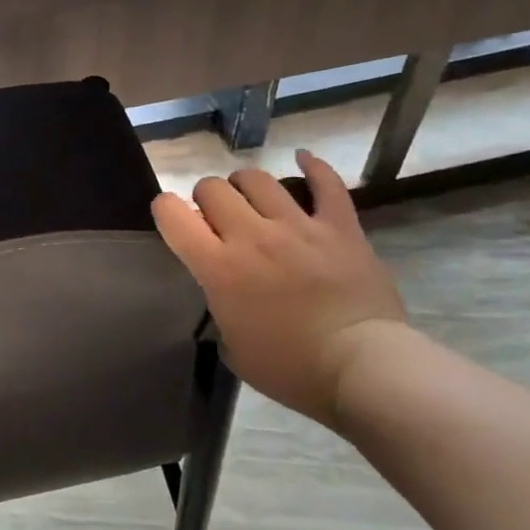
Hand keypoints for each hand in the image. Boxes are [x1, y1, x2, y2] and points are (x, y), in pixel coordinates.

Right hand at [153, 150, 405, 427]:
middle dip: (206, 198)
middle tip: (217, 219)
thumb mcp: (233, 347)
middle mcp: (252, 236)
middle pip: (213, 187)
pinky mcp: (339, 226)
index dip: (165, 209)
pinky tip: (303, 159)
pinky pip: (326, 183)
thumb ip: (220, 307)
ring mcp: (298, 226)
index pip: (172, 214)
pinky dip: (313, 167)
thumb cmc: (292, 369)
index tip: (173, 219)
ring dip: (245, 185)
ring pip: (257, 178)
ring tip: (251, 200)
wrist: (364, 369)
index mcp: (219, 267)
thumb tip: (224, 291)